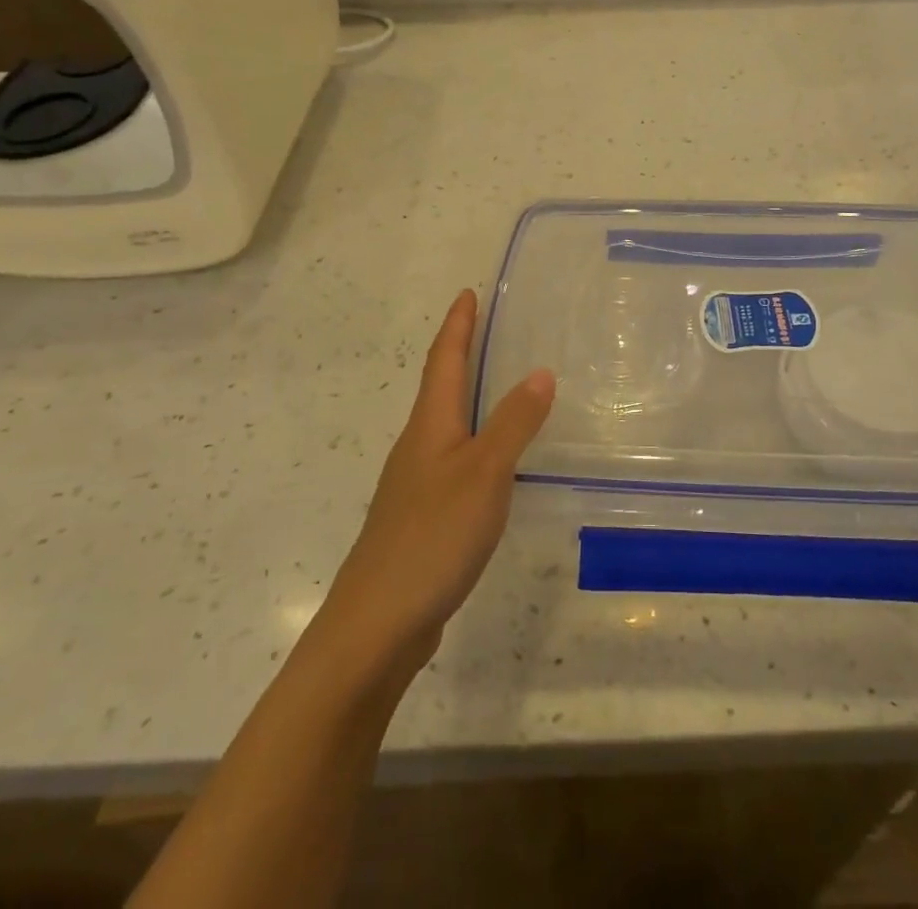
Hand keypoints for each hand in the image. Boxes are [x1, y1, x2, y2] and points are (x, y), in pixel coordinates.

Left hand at [316, 290, 554, 676]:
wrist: (377, 624)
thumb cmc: (432, 537)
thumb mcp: (485, 474)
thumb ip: (513, 423)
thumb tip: (540, 371)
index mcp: (429, 426)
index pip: (443, 360)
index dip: (457, 325)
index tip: (467, 293)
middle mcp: (418, 446)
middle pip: (439, 388)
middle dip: (461, 354)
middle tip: (489, 330)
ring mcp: (415, 484)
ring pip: (445, 425)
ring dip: (468, 398)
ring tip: (498, 387)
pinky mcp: (421, 518)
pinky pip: (452, 461)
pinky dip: (474, 442)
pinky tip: (494, 464)